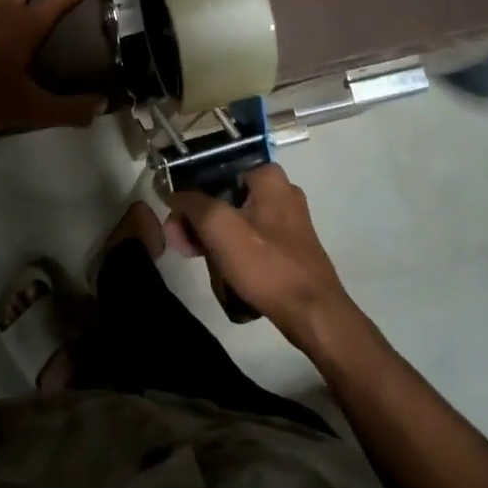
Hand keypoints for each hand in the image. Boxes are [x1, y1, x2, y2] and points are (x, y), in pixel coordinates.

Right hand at [167, 164, 358, 351]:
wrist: (312, 313)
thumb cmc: (266, 264)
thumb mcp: (219, 227)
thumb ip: (192, 203)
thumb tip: (174, 194)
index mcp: (268, 176)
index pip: (215, 173)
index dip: (189, 196)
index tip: (175, 224)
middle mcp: (281, 191)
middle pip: (224, 198)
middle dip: (199, 222)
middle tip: (182, 247)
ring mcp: (287, 220)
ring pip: (236, 220)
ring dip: (213, 239)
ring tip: (200, 262)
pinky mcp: (288, 246)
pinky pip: (250, 239)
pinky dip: (233, 250)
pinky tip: (222, 271)